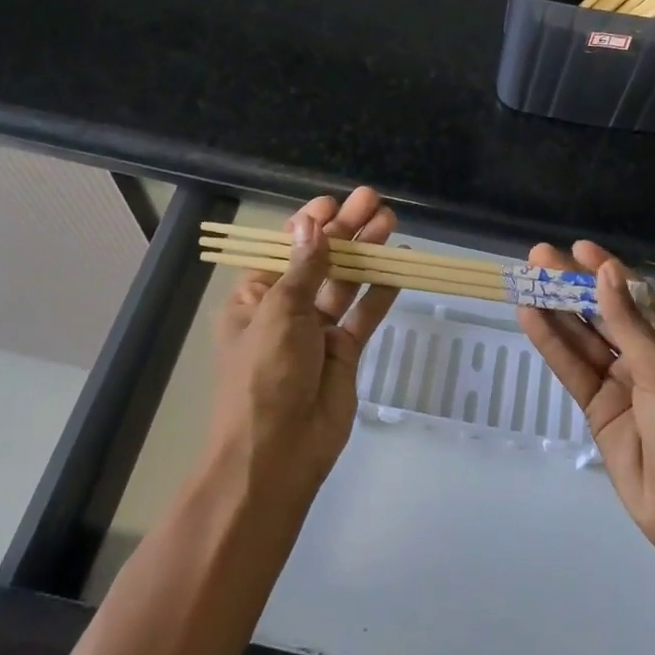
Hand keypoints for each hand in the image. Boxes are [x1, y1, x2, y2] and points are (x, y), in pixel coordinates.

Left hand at [211, 188, 398, 493]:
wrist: (278, 454)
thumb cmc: (266, 375)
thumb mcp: (279, 313)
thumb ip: (304, 268)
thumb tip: (311, 224)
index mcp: (256, 298)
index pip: (285, 250)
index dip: (309, 224)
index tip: (334, 203)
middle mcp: (286, 310)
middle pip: (320, 260)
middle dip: (345, 230)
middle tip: (373, 200)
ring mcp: (318, 331)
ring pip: (346, 282)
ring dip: (366, 252)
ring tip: (390, 221)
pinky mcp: (345, 351)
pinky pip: (364, 314)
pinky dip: (381, 290)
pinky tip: (399, 266)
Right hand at [518, 242, 654, 586]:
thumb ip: (627, 322)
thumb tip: (606, 272)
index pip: (635, 295)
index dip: (606, 270)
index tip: (577, 247)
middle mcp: (646, 356)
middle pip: (603, 312)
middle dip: (573, 285)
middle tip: (538, 257)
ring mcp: (620, 383)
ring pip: (582, 338)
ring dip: (556, 310)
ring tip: (525, 280)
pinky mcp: (598, 408)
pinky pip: (572, 369)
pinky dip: (552, 344)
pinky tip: (530, 318)